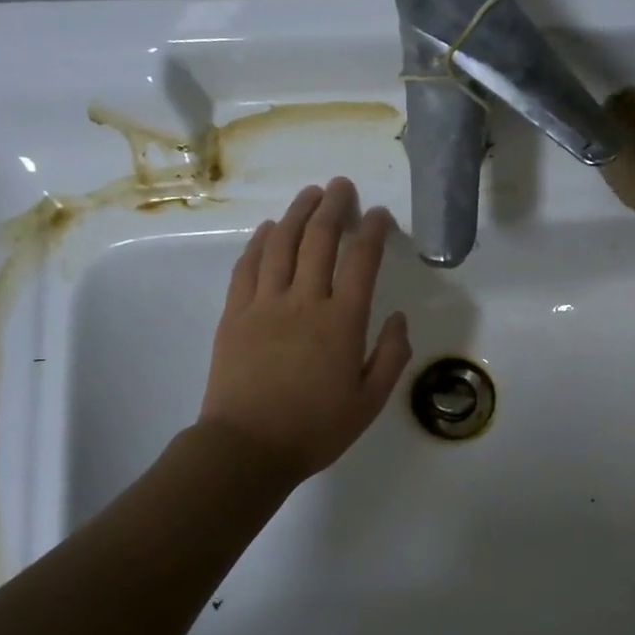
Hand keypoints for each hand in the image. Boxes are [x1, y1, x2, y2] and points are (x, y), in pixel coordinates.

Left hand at [198, 178, 412, 481]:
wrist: (248, 447)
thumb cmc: (316, 428)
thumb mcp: (370, 401)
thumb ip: (392, 356)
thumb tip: (399, 318)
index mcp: (342, 321)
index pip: (362, 260)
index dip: (373, 230)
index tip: (379, 215)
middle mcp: (304, 300)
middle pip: (319, 239)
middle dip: (334, 206)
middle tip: (343, 187)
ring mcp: (264, 303)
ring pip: (281, 243)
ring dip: (297, 213)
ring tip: (310, 194)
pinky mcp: (235, 313)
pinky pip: (248, 266)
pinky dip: (260, 241)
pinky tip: (268, 229)